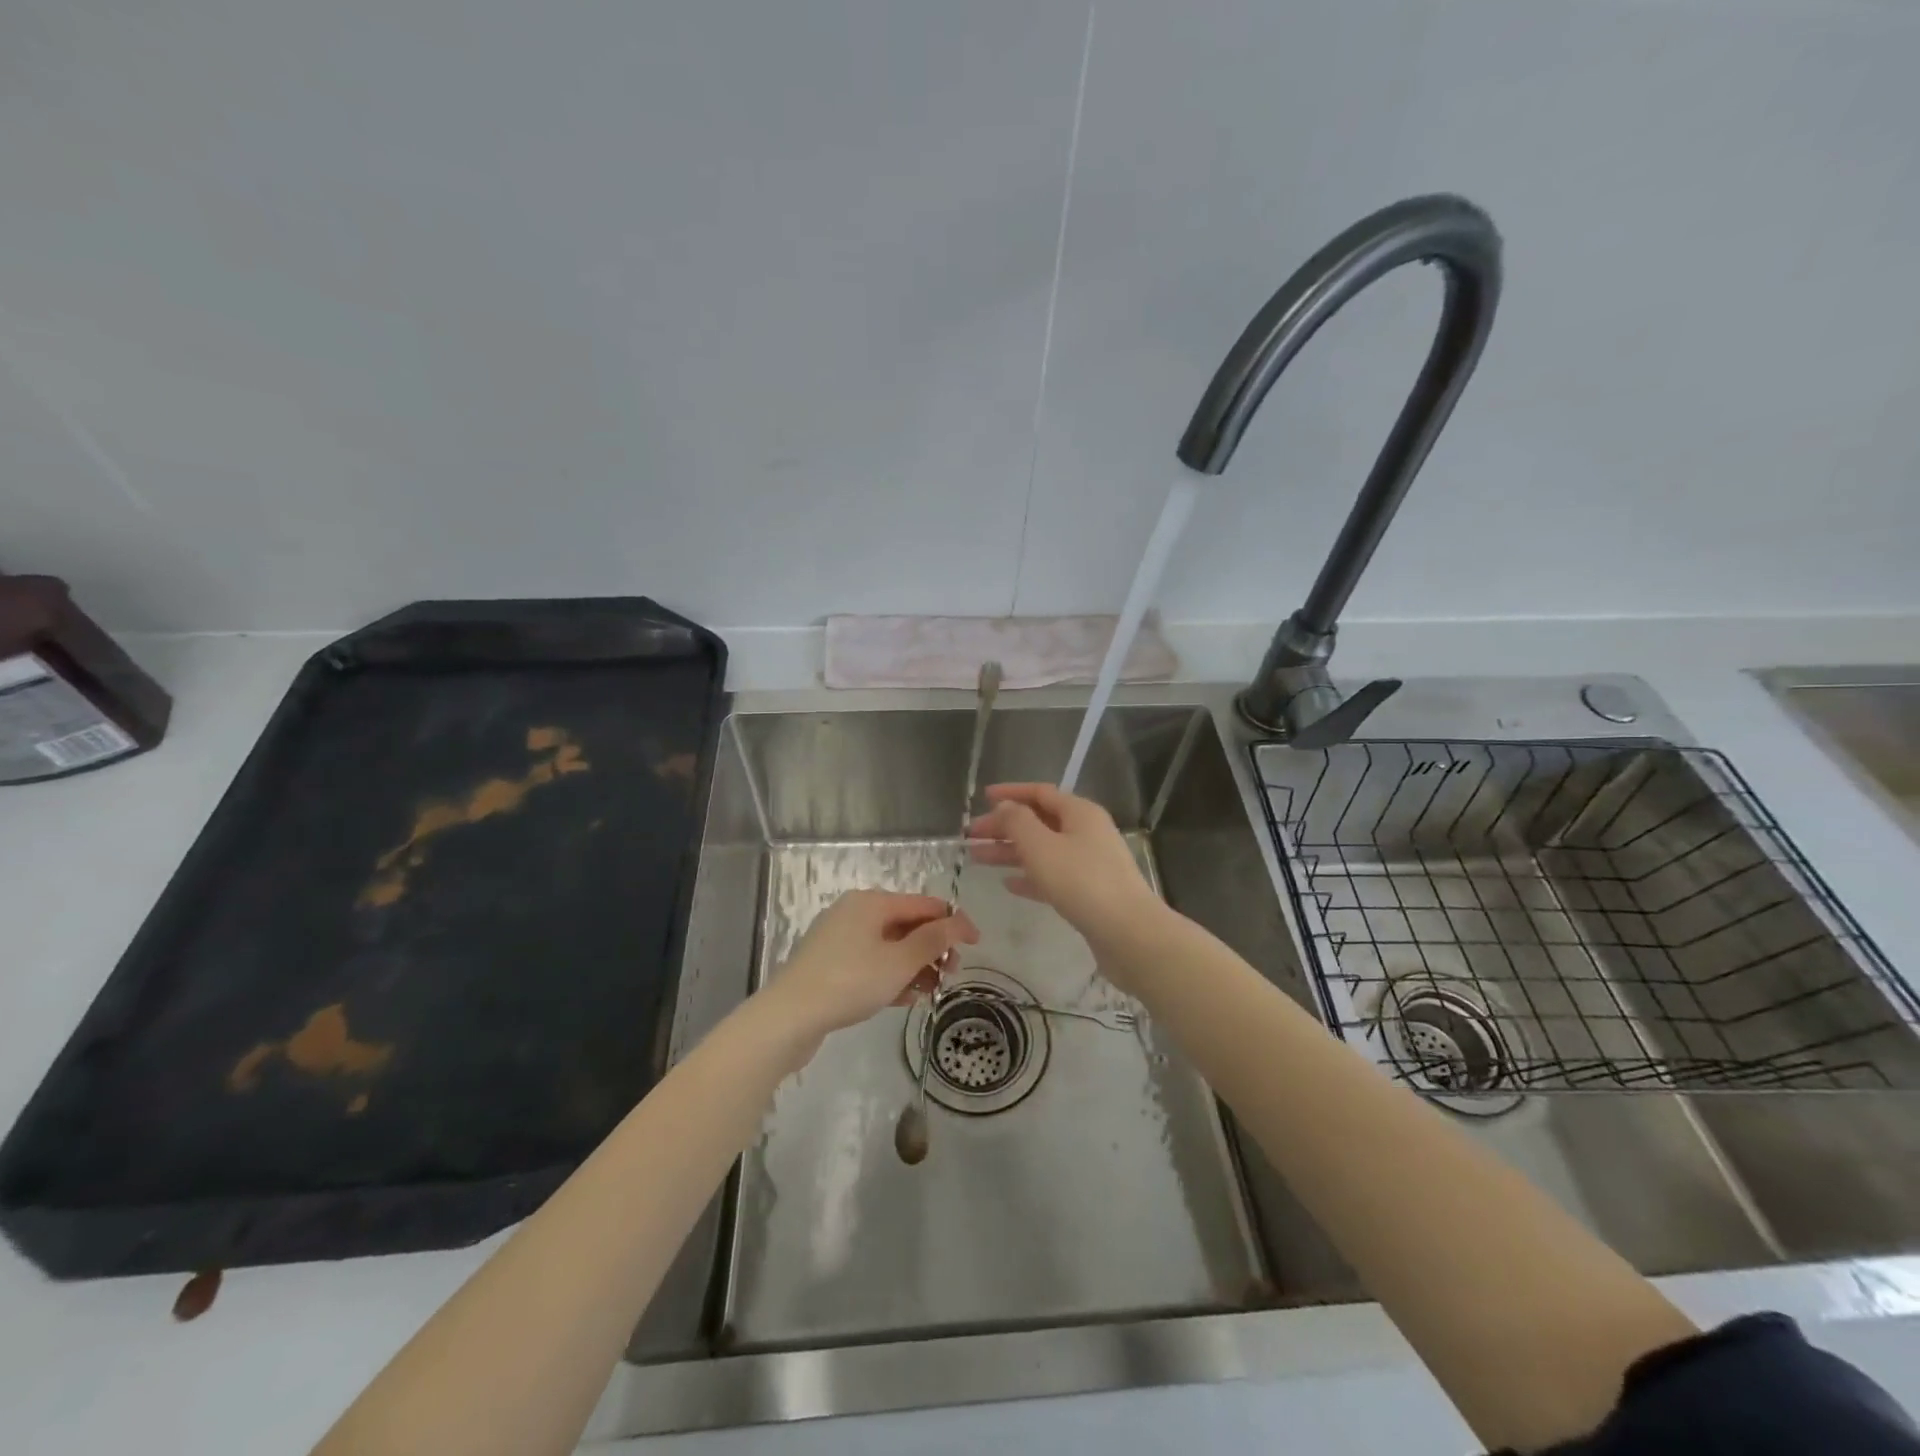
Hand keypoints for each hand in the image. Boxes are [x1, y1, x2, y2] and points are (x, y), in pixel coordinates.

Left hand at [760, 890, 978, 1048]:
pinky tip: (904, 999)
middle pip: (907, 924)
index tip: (977, 944)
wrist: (789, 1017)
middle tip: (951, 975)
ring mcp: (839, 938)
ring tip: (930, 992)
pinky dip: (891, 976)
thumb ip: (934, 940)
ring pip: (889, 946)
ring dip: (915, 966)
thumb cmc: (850, 982)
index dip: (954, 922)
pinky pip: (871, 962)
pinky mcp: (829, 964)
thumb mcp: (900, 961)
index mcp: (872, 902)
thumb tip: (959, 922)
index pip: (924, 904)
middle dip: (933, 948)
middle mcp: (855, 912)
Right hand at [969, 783, 1162, 942]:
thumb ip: (1017, 821)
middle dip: (1004, 826)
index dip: (1010, 793)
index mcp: (1079, 812)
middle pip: (1039, 821)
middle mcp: (1086, 832)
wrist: (1128, 933)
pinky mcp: (1089, 892)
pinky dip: (1029, 876)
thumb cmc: (1081, 881)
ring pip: (1042, 850)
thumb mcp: (1041, 846)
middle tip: (971, 836)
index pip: (1040, 792)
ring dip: (1010, 852)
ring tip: (977, 858)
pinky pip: (1053, 875)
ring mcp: (1090, 862)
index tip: (982, 798)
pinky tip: (1008, 885)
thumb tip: (1005, 807)